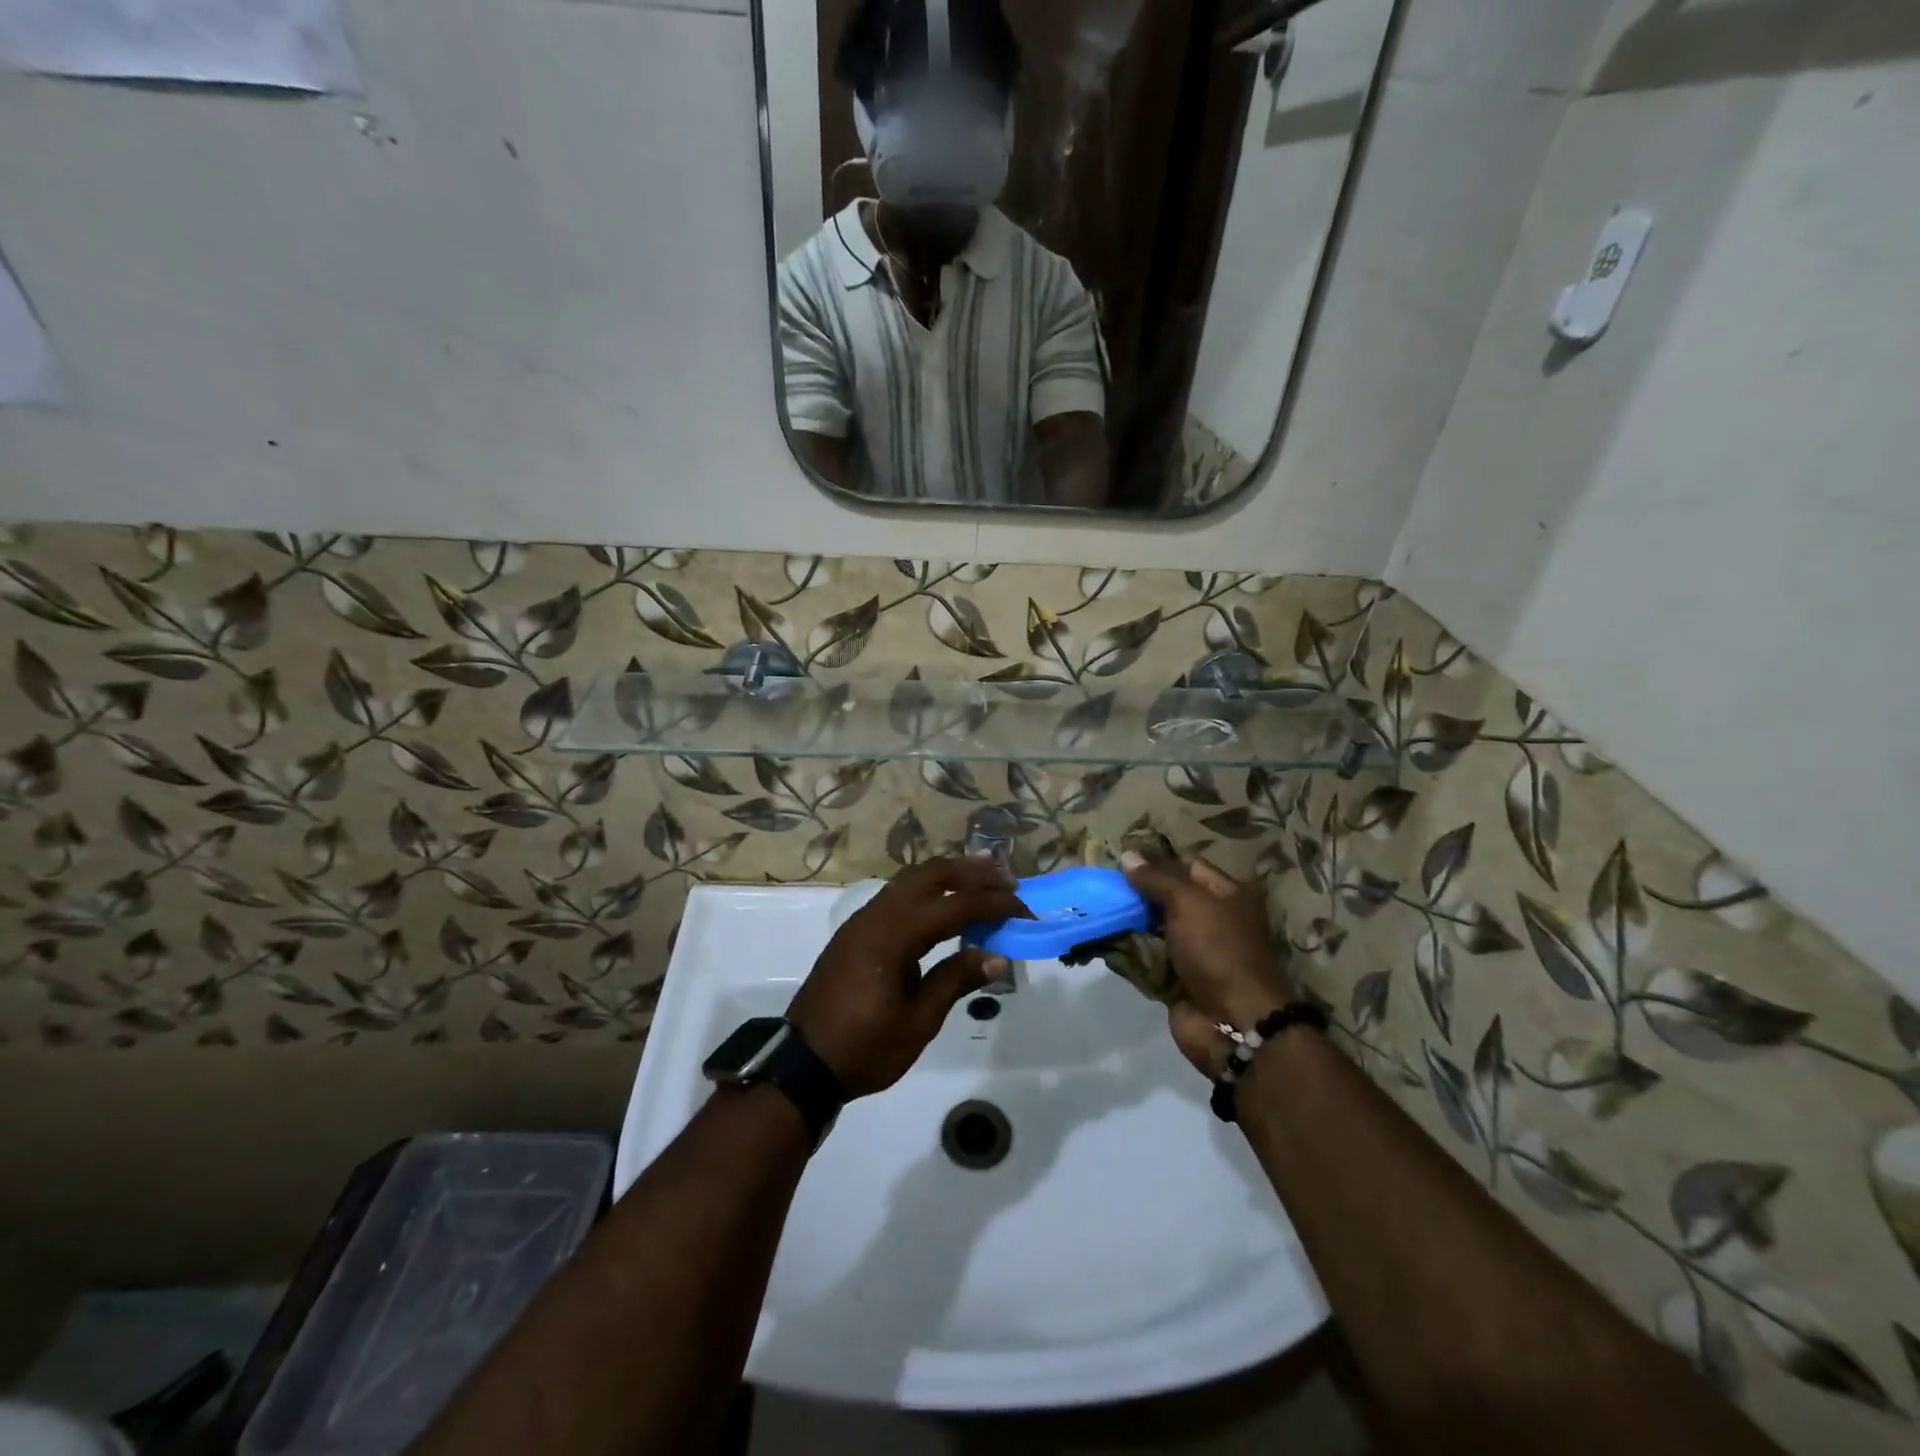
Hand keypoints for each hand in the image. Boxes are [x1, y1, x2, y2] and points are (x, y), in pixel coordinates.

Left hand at [787, 858, 1028, 1098]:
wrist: (802, 1064)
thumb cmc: (864, 1048)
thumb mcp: (918, 1022)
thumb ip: (956, 980)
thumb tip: (998, 957)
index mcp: (893, 935)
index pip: (954, 906)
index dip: (993, 904)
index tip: (1024, 910)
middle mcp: (877, 915)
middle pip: (930, 874)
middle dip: (971, 873)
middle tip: (1006, 880)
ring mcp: (862, 920)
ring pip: (911, 879)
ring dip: (948, 875)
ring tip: (983, 878)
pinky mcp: (857, 931)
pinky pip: (897, 894)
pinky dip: (927, 889)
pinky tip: (944, 903)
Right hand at [1121, 852, 1293, 1076]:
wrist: (1232, 1023)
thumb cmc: (1218, 950)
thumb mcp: (1188, 903)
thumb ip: (1157, 878)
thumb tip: (1128, 856)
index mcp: (1228, 893)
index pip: (1187, 866)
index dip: (1156, 861)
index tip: (1120, 861)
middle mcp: (1213, 918)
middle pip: (1169, 896)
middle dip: (1137, 892)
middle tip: (1102, 884)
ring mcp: (1195, 950)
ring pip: (1154, 926)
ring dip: (1128, 920)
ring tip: (1095, 907)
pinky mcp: (1177, 977)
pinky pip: (1148, 956)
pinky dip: (1128, 949)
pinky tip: (1101, 937)